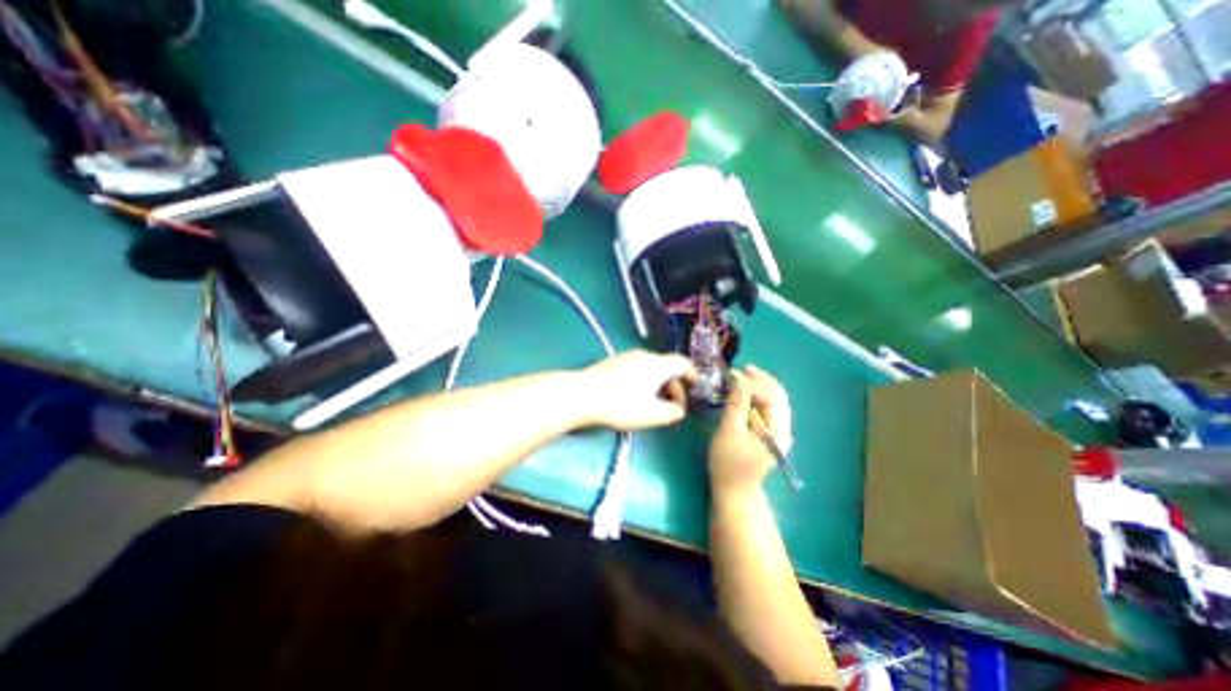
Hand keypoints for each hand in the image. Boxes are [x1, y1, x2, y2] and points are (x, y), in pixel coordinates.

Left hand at [574, 350, 691, 431]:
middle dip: (674, 386)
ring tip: (654, 405)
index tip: (695, 388)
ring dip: (658, 385)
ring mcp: (626, 357)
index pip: (682, 363)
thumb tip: (678, 410)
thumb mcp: (651, 415)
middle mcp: (644, 356)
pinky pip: (636, 369)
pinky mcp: (612, 363)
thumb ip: (671, 413)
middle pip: (666, 366)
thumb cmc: (621, 405)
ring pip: (651, 368)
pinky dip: (644, 382)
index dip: (692, 374)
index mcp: (658, 365)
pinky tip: (635, 398)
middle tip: (673, 407)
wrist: (582, 395)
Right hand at [708, 368, 793, 496]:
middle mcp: (784, 429)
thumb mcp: (729, 432)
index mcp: (777, 431)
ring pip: (776, 401)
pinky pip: (771, 409)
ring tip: (743, 376)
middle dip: (760, 379)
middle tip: (741, 369)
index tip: (733, 374)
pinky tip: (747, 393)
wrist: (735, 492)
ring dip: (761, 386)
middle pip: (779, 395)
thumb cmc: (728, 464)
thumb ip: (736, 405)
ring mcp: (780, 433)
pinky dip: (760, 396)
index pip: (771, 395)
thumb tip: (738, 379)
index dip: (753, 381)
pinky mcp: (772, 435)